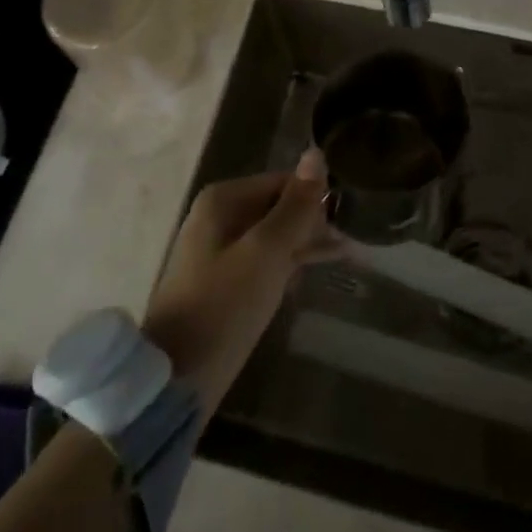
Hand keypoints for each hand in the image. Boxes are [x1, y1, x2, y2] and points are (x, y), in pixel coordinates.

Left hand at [142, 149, 339, 416]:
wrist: (177, 378)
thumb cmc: (224, 306)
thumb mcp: (267, 252)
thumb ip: (295, 205)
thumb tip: (316, 153)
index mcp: (224, 200)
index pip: (283, 182)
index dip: (316, 198)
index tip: (350, 218)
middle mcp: (219, 216)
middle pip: (279, 206)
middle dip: (314, 222)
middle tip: (353, 242)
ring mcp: (220, 250)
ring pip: (275, 235)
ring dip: (308, 243)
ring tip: (349, 254)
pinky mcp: (225, 281)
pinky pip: (265, 259)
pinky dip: (290, 263)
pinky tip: (317, 270)